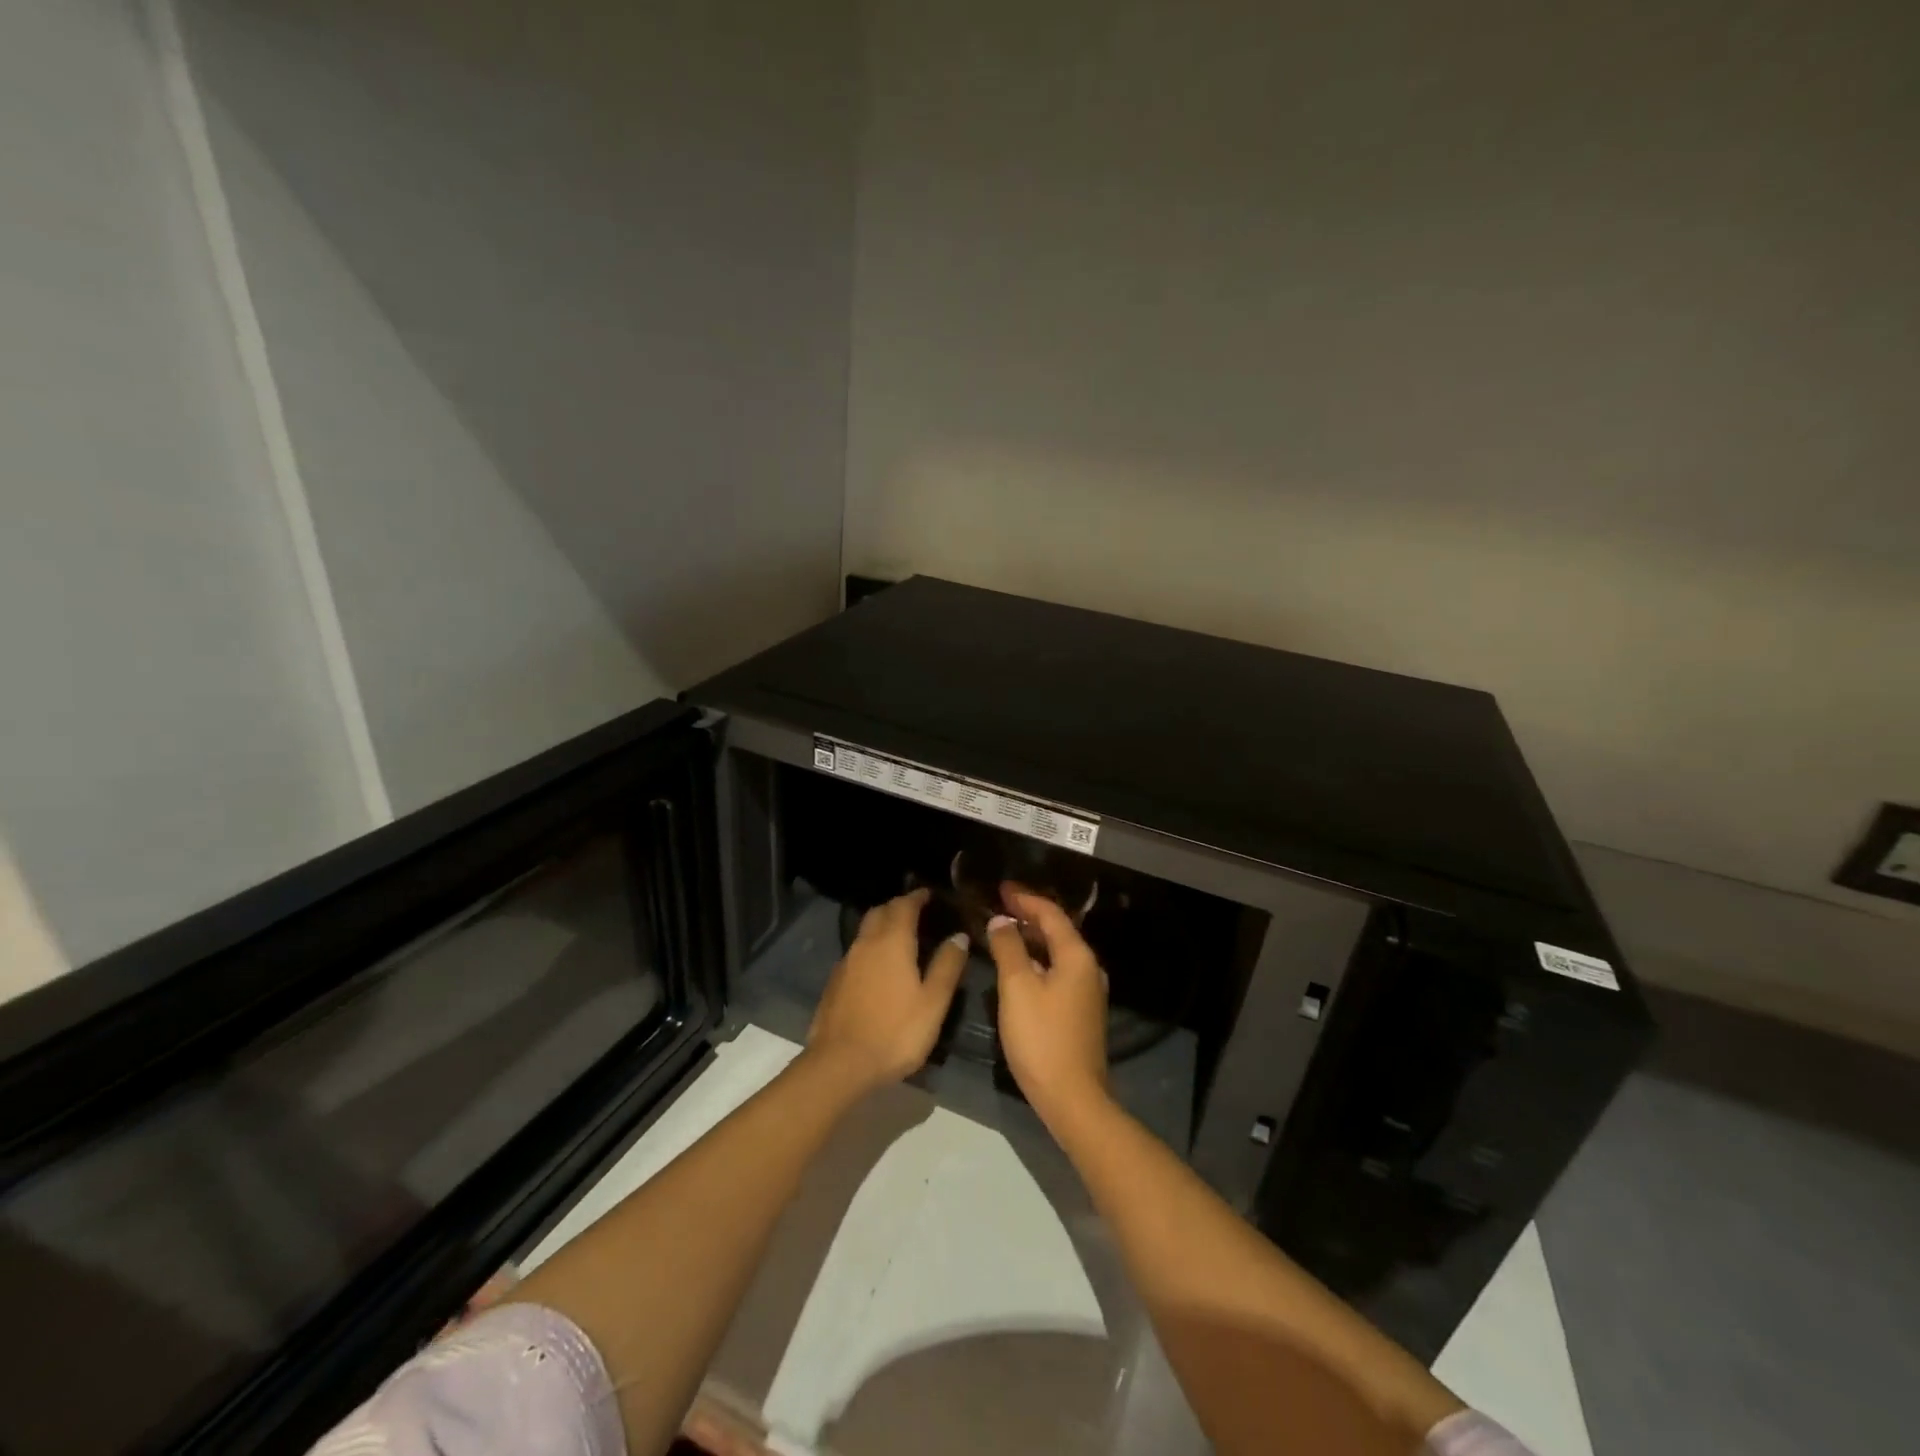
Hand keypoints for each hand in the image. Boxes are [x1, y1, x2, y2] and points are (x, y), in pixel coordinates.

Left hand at [807, 889, 967, 1090]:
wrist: (840, 1064)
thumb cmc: (895, 1032)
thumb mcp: (933, 1002)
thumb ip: (947, 966)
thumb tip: (958, 935)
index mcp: (892, 942)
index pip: (904, 905)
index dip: (917, 897)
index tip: (929, 894)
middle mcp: (866, 943)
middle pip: (880, 912)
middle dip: (897, 906)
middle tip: (916, 912)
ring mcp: (846, 962)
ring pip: (865, 931)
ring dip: (882, 926)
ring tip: (900, 938)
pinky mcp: (834, 982)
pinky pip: (856, 952)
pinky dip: (870, 948)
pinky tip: (879, 968)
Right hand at [986, 885, 1110, 1125]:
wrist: (1072, 1098)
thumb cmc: (1042, 1038)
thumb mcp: (1017, 988)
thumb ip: (1008, 948)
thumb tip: (1001, 921)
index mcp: (1077, 956)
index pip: (1051, 914)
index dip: (1025, 898)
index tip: (1000, 888)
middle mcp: (1088, 968)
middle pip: (1057, 931)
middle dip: (1028, 916)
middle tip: (998, 905)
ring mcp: (1087, 992)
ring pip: (1056, 953)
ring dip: (1031, 939)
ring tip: (1003, 930)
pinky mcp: (1080, 1012)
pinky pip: (1057, 972)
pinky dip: (1036, 960)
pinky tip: (1017, 967)